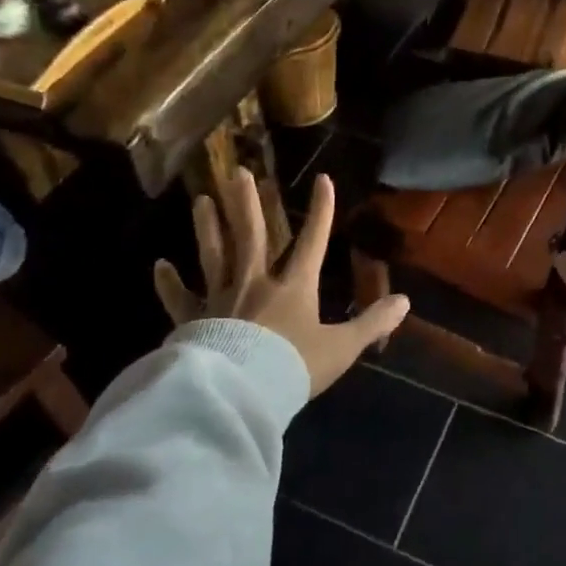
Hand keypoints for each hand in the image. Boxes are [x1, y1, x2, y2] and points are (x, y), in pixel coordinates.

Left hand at [153, 167, 410, 397]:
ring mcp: (221, 298)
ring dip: (208, 226)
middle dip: (247, 203)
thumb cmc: (293, 368)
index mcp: (293, 287)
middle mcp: (255, 283)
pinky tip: (159, 265)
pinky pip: (180, 298)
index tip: (323, 179)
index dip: (321, 210)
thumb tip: (406, 301)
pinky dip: (169, 283)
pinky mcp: (194, 320)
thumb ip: (372, 323)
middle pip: (251, 235)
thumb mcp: (342, 348)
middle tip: (238, 172)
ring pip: (214, 255)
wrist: (241, 394)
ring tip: (201, 199)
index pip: (313, 241)